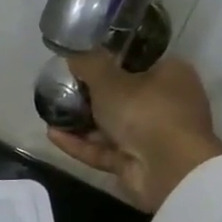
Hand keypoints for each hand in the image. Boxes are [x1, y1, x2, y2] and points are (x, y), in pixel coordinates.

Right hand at [47, 52, 221, 213]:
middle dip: (90, 97)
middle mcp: (165, 103)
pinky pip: (104, 150)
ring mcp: (151, 136)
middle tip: (61, 90)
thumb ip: (89, 65)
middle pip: (122, 97)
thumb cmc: (146, 111)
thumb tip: (73, 52)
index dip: (110, 63)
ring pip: (111, 127)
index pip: (138, 64)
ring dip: (81, 123)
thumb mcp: (110, 81)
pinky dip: (80, 144)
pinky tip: (53, 135)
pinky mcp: (136, 163)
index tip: (82, 65)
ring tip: (50, 114)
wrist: (169, 169)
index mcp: (170, 75)